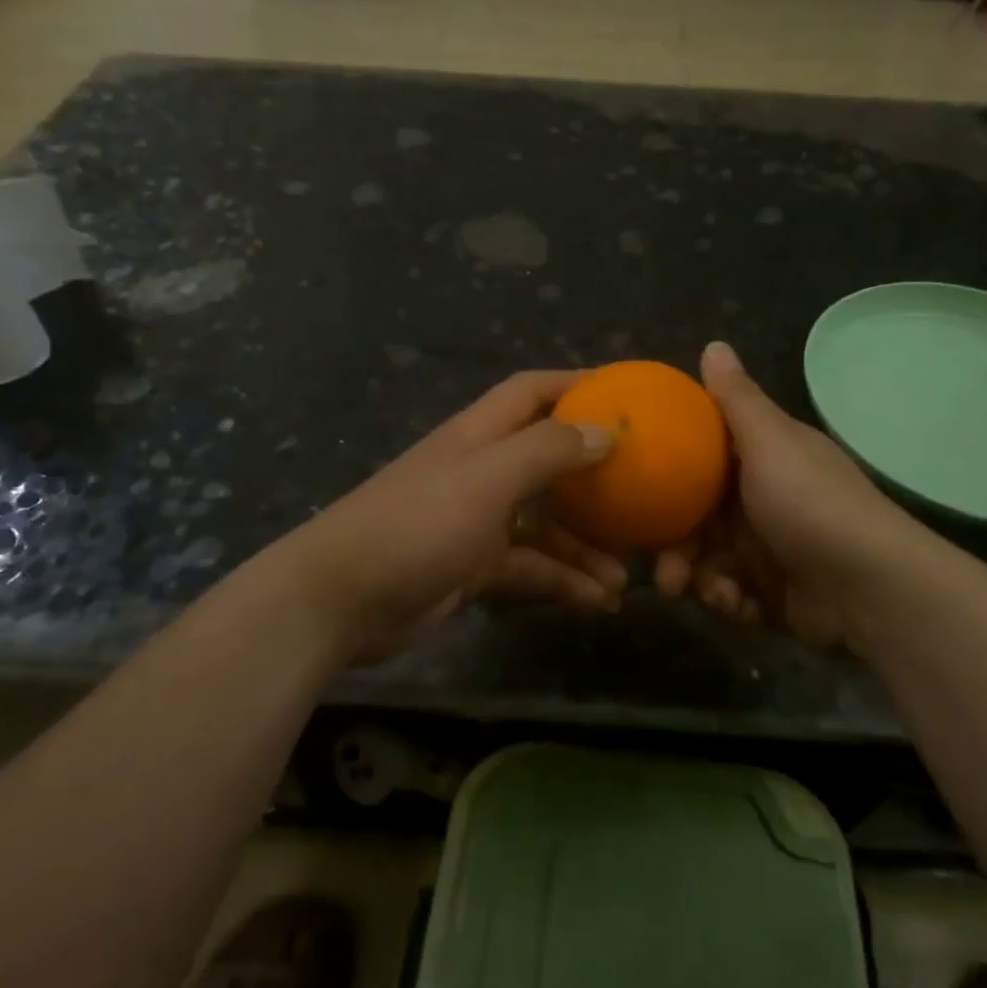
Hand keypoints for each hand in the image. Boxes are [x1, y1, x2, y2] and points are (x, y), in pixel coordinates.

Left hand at [280, 371, 626, 659]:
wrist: (342, 599)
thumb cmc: (418, 523)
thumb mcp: (488, 479)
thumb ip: (547, 451)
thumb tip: (607, 430)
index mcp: (480, 435)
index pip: (532, 391)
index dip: (576, 384)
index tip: (626, 394)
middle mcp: (481, 470)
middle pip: (548, 461)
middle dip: (595, 477)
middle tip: (644, 493)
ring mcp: (477, 521)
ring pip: (545, 525)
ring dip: (585, 546)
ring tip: (628, 574)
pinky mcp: (473, 567)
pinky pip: (530, 568)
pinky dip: (561, 581)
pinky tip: (598, 602)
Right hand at [656, 342, 958, 645]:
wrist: (871, 588)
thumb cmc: (810, 504)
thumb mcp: (770, 443)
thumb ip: (736, 399)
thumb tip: (713, 344)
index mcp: (759, 460)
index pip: (701, 459)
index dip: (669, 473)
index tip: (638, 489)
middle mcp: (760, 501)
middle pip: (696, 518)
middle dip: (675, 545)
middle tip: (661, 569)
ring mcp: (767, 549)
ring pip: (707, 560)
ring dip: (697, 578)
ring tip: (699, 593)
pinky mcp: (772, 592)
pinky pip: (731, 594)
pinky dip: (728, 600)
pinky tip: (735, 605)